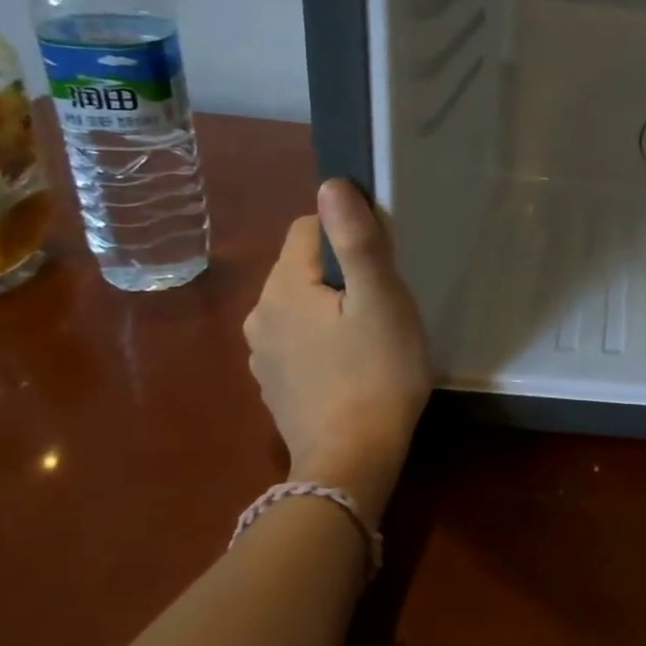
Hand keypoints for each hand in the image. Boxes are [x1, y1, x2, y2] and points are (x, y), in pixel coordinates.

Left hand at [243, 180, 431, 516]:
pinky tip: (352, 367)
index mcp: (283, 288)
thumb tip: (332, 185)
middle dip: (343, 274)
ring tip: (372, 336)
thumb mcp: (381, 300)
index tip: (383, 264)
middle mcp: (260, 315)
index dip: (348, 234)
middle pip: (304, 268)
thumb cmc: (377, 372)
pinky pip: (299, 341)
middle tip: (385, 304)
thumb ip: (358, 240)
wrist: (352, 461)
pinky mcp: (275, 385)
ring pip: (301, 306)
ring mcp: (263, 355)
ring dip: (333, 308)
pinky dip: (323, 341)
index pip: (306, 228)